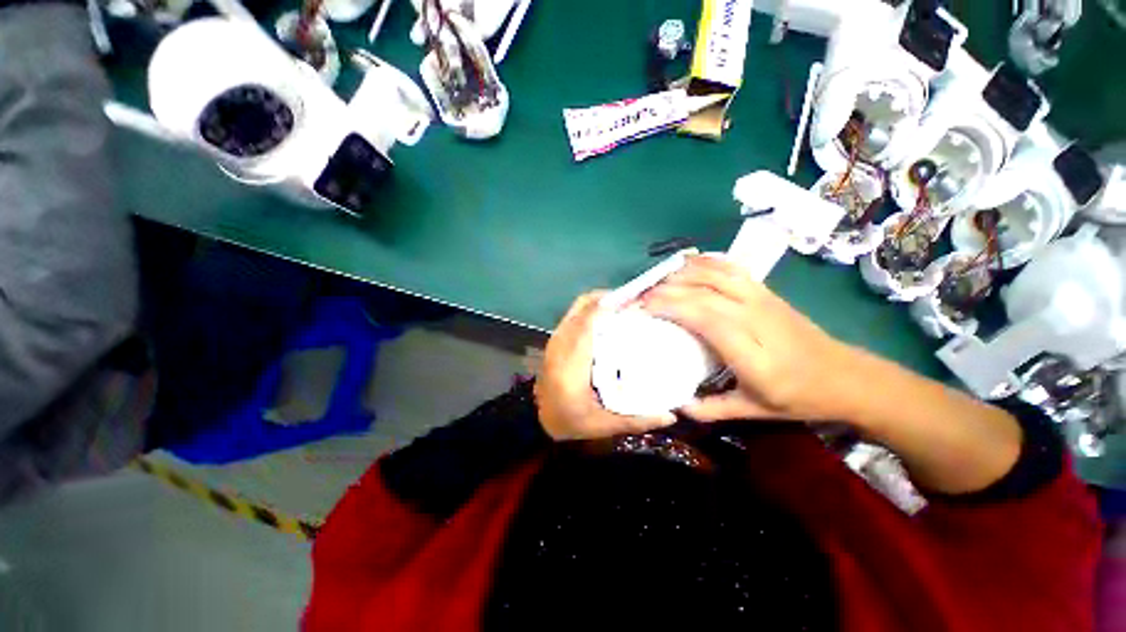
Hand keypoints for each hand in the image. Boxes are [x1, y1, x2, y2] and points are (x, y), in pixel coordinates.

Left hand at [535, 292, 676, 439]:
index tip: (636, 304)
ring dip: (601, 302)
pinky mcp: (556, 339)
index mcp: (571, 363)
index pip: (588, 323)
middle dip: (610, 299)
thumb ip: (635, 420)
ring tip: (625, 308)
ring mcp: (556, 339)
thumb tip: (671, 416)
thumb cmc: (568, 421)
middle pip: (583, 307)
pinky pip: (574, 314)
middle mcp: (561, 344)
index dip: (610, 307)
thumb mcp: (601, 425)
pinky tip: (608, 319)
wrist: (536, 419)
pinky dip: (592, 310)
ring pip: (578, 307)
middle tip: (636, 304)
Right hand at [642, 256, 860, 422]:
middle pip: (706, 292)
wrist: (846, 376)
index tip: (644, 309)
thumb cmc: (797, 396)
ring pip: (718, 274)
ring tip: (658, 280)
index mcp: (752, 354)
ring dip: (684, 273)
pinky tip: (689, 263)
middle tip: (641, 296)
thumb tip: (676, 404)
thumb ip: (712, 408)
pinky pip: (733, 268)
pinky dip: (707, 262)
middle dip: (668, 289)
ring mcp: (763, 300)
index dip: (672, 307)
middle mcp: (756, 319)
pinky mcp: (766, 292)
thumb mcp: (753, 411)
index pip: (706, 318)